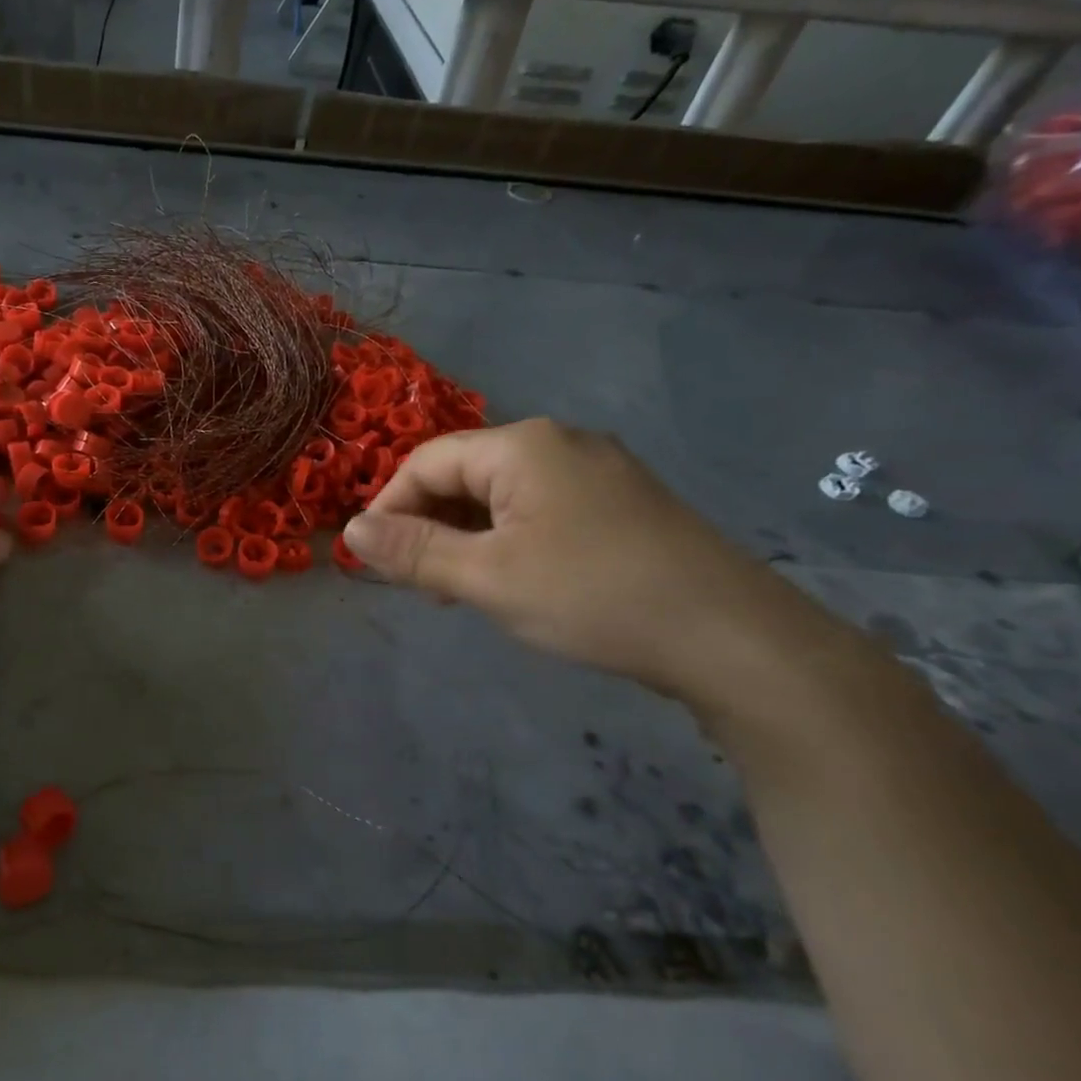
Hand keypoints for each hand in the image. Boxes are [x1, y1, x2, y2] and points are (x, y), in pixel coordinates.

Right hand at [341, 419, 807, 701]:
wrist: (730, 637)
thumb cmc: (592, 596)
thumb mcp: (487, 577)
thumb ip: (413, 551)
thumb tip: (349, 530)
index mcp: (523, 446)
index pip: (427, 461)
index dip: (389, 506)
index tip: (373, 559)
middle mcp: (559, 443)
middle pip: (465, 473)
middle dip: (429, 523)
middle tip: (417, 582)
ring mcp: (597, 471)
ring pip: (502, 494)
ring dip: (466, 535)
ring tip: (457, 588)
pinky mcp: (620, 503)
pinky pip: (540, 509)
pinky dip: (507, 539)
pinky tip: (511, 579)